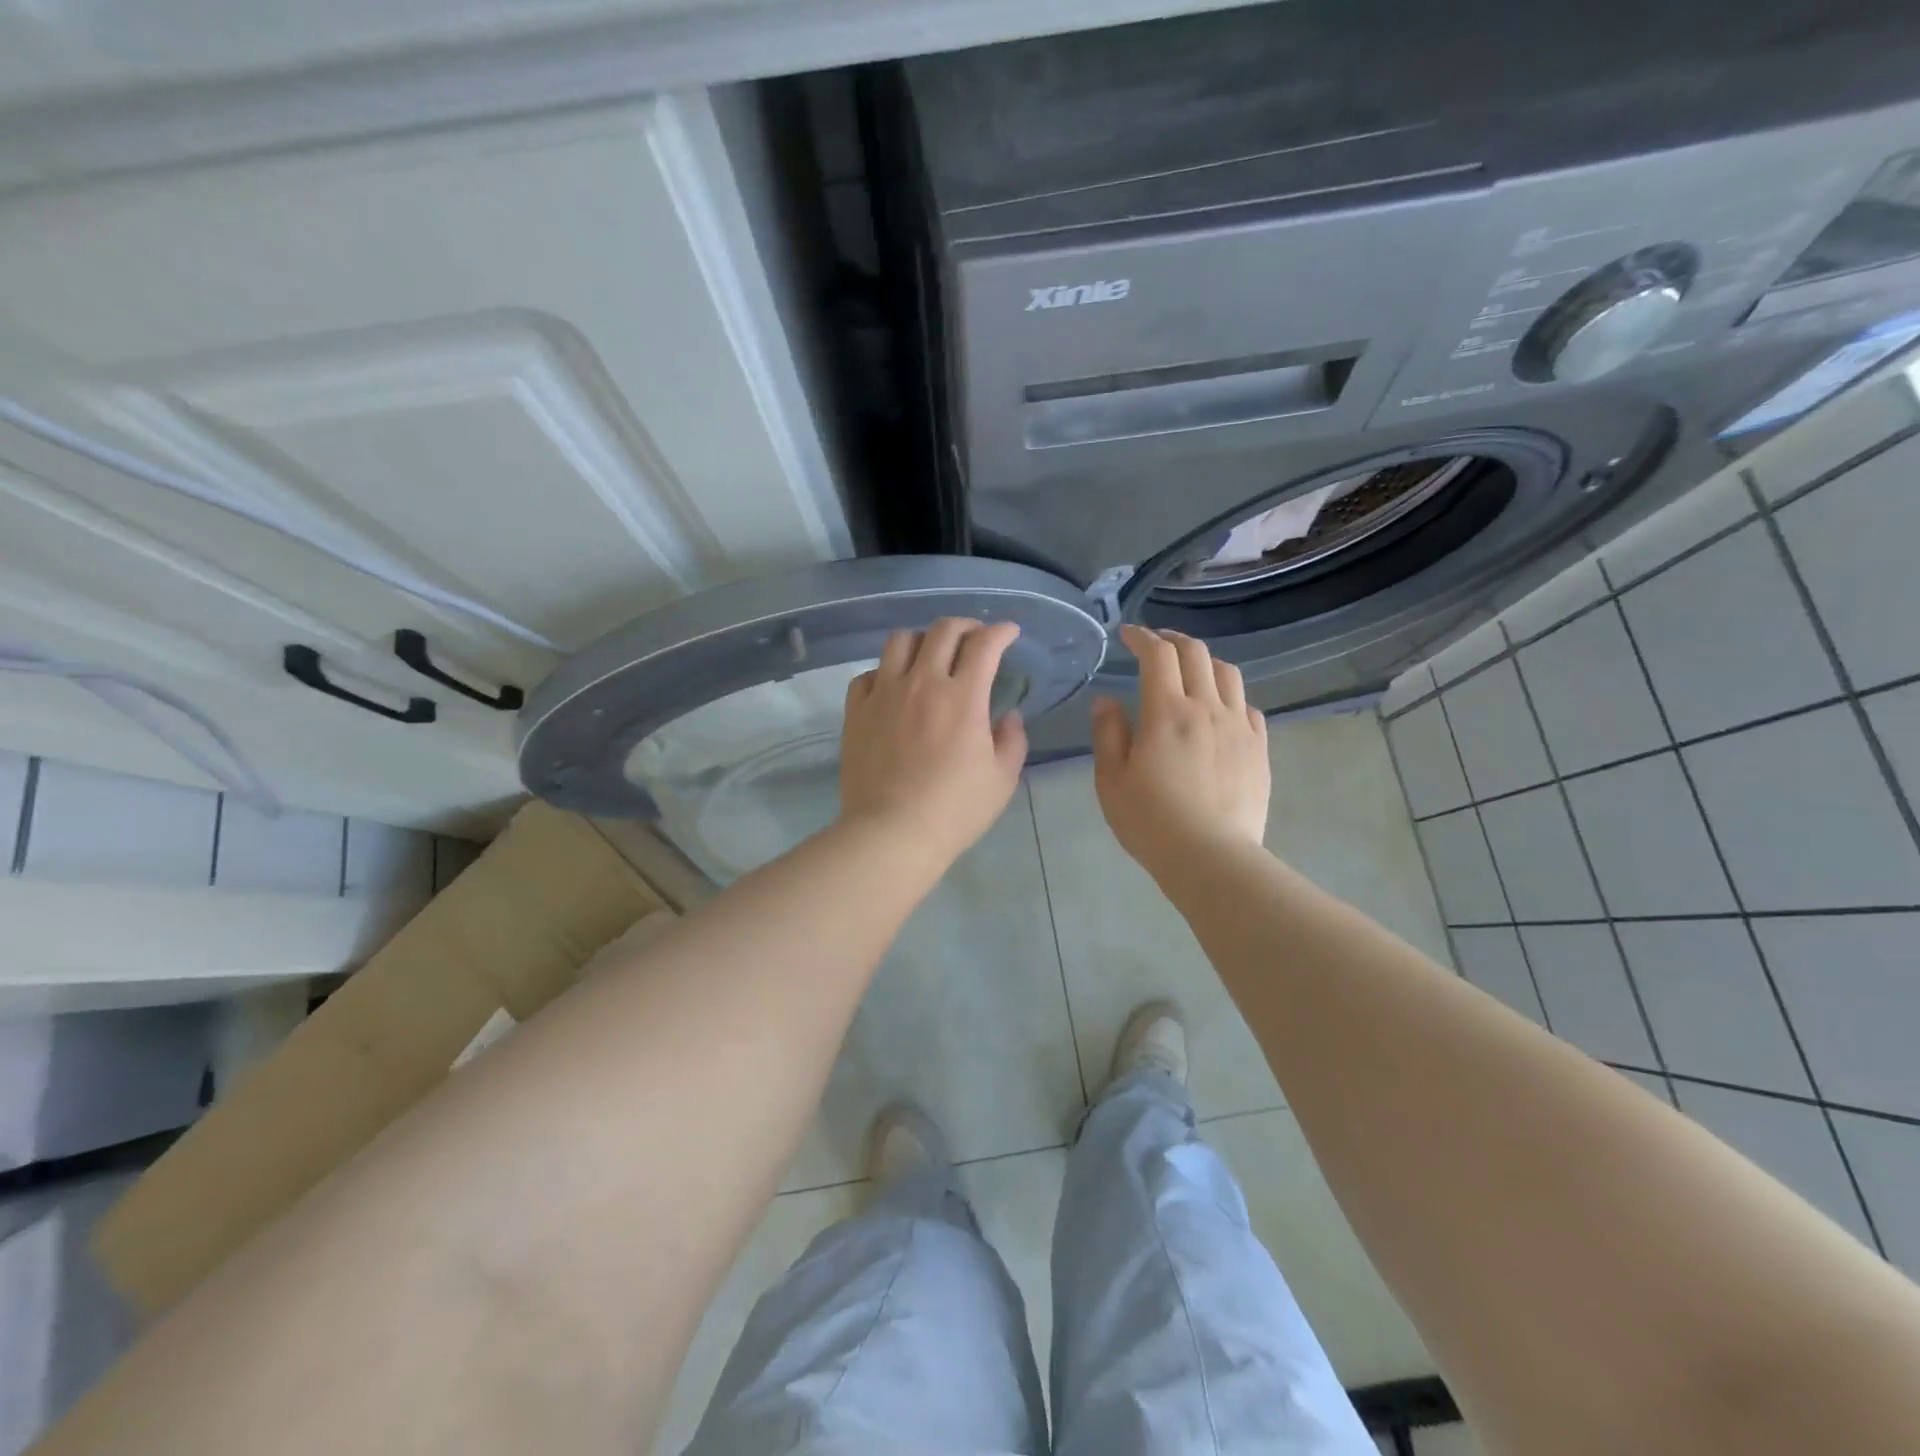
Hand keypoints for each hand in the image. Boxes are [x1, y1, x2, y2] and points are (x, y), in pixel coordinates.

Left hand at [839, 618, 1028, 867]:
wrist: (891, 833)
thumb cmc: (954, 810)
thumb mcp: (1001, 780)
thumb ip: (1012, 740)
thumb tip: (1008, 716)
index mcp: (962, 696)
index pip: (985, 644)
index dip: (1001, 631)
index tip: (1009, 633)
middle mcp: (922, 683)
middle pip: (942, 630)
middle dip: (966, 626)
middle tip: (975, 638)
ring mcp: (884, 694)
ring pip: (900, 641)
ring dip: (922, 640)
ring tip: (931, 655)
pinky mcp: (856, 711)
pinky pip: (868, 674)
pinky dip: (885, 672)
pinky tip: (893, 687)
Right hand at [1091, 625, 1269, 880]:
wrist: (1212, 857)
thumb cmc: (1151, 820)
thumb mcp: (1111, 780)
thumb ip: (1108, 733)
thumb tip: (1106, 701)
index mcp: (1167, 712)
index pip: (1157, 655)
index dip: (1142, 637)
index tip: (1128, 635)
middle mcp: (1207, 708)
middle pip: (1196, 654)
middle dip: (1173, 639)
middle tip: (1156, 644)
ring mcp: (1239, 727)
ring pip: (1228, 674)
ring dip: (1205, 662)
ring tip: (1190, 670)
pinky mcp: (1259, 749)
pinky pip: (1248, 707)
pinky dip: (1230, 696)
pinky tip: (1220, 710)